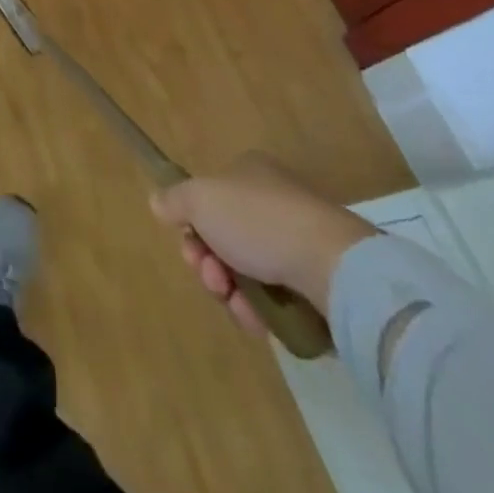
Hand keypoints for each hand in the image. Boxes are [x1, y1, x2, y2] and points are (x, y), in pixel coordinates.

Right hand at [150, 152, 376, 336]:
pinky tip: (259, 320)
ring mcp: (299, 243)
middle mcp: (274, 202)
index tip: (189, 244)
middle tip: (211, 278)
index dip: (191, 224)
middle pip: (225, 237)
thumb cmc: (259, 221)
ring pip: (248, 271)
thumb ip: (174, 199)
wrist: (335, 269)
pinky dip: (262, 311)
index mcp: (249, 172)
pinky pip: (277, 298)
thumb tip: (158, 202)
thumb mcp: (199, 198)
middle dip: (209, 262)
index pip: (209, 198)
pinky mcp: (321, 284)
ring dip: (231, 291)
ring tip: (238, 305)